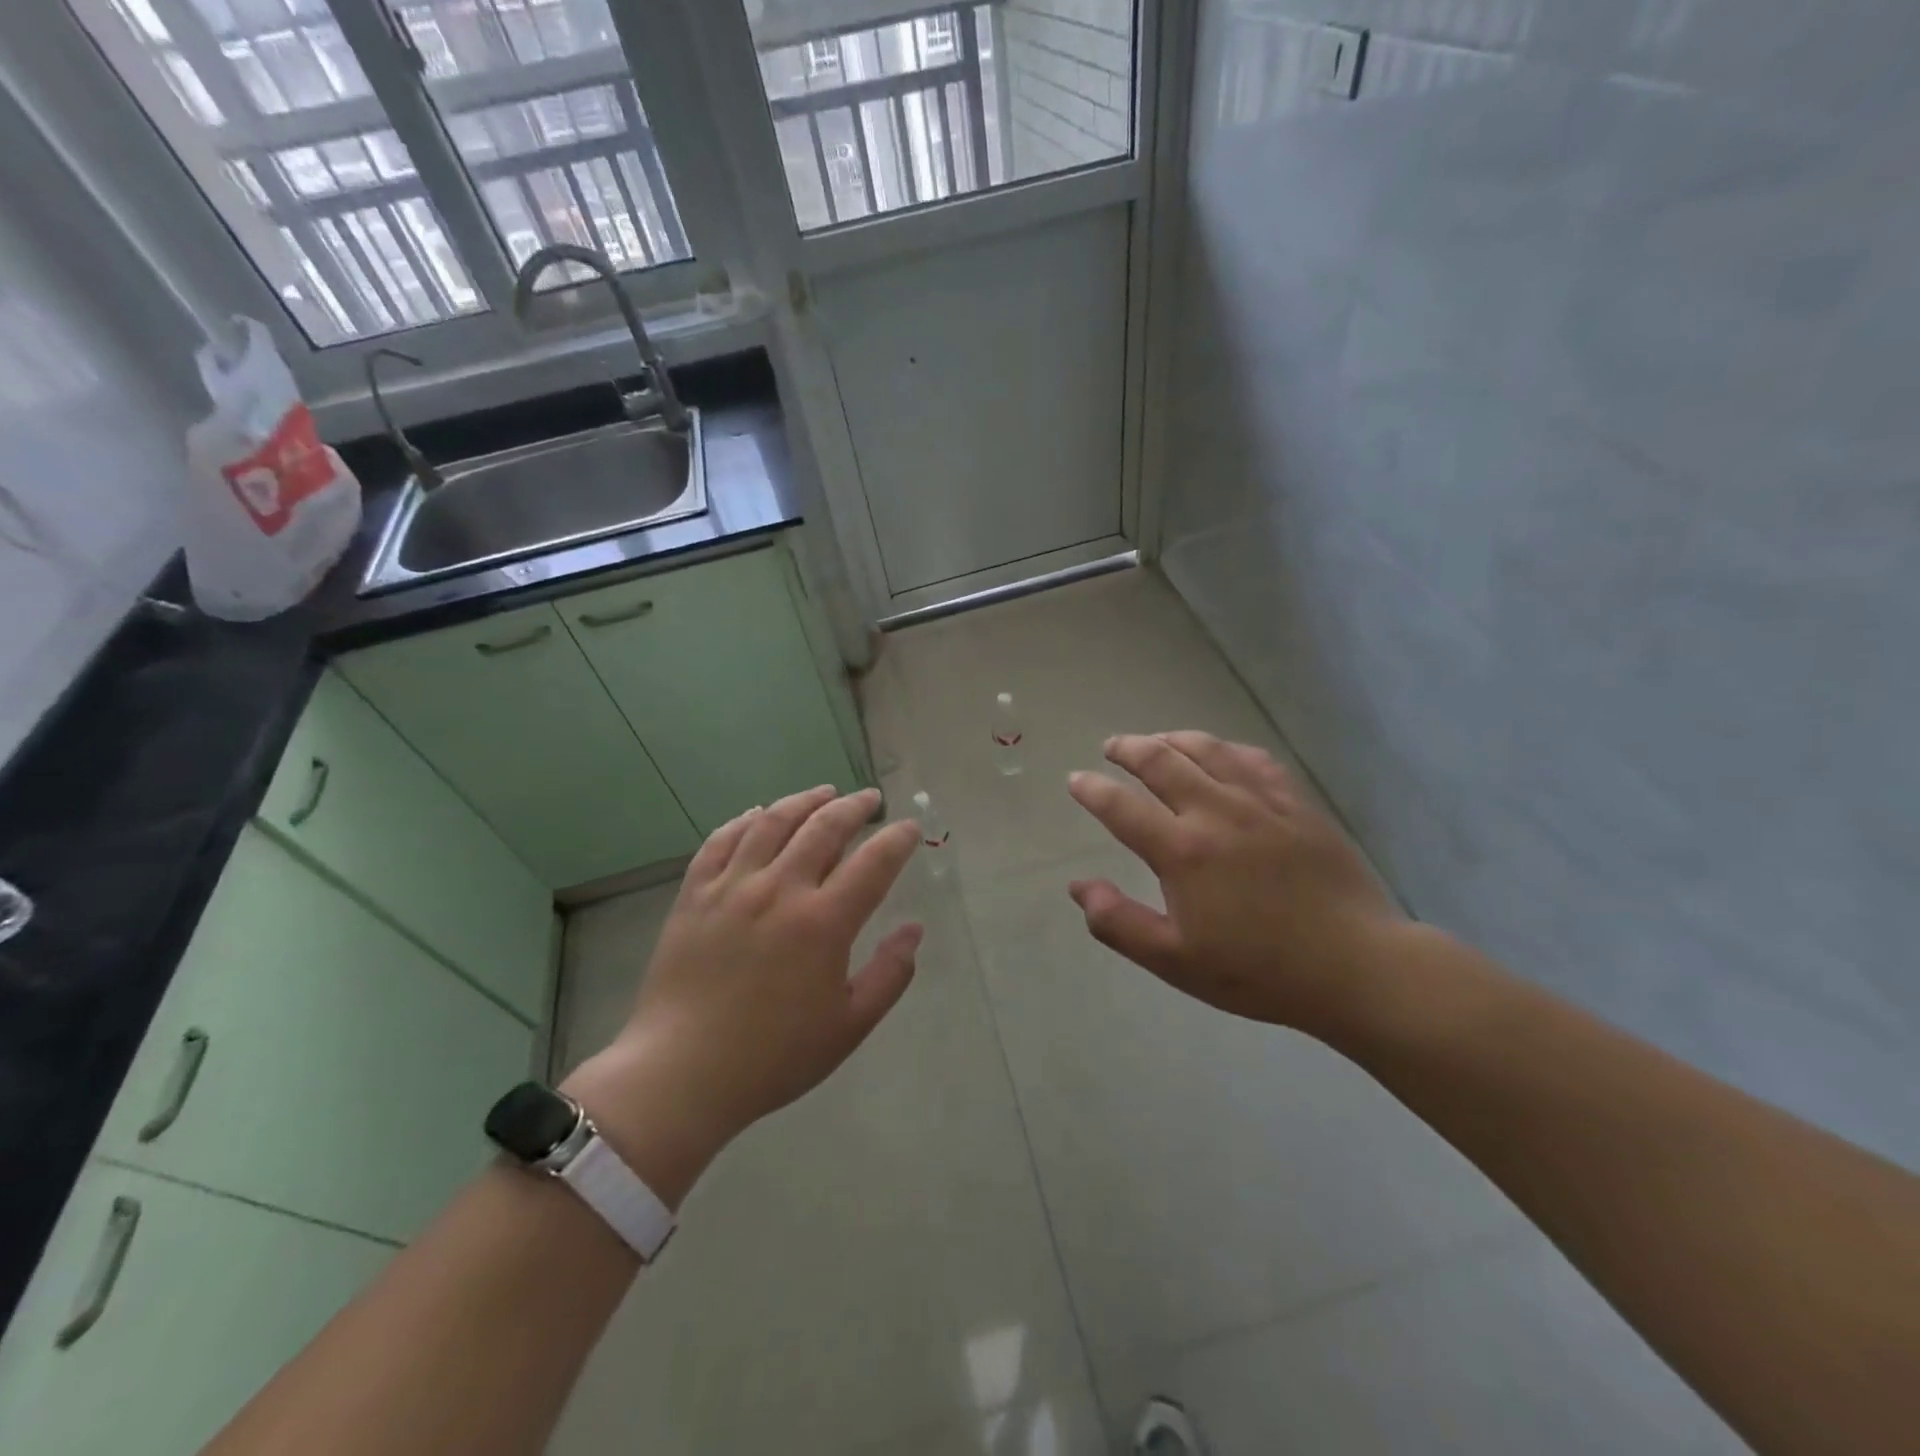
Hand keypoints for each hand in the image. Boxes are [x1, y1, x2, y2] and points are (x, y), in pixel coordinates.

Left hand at [564, 786, 920, 1204]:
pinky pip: (721, 841)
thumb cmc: (774, 1056)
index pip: (873, 862)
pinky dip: (745, 820)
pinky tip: (759, 813)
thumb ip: (890, 974)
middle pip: (824, 827)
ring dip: (804, 800)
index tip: (909, 828)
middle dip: (854, 806)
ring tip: (824, 792)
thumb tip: (915, 930)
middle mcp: (780, 890)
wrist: (681, 1074)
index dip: (897, 839)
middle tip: (870, 799)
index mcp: (823, 923)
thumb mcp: (848, 1026)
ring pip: (773, 822)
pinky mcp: (694, 894)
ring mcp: (732, 887)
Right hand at [1067, 733, 1404, 1037]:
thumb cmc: (1258, 971)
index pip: (1121, 806)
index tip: (1076, 780)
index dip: (1092, 790)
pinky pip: (1254, 759)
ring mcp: (1260, 803)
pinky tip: (1220, 753)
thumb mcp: (1175, 961)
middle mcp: (1216, 812)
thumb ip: (1119, 923)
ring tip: (1155, 740)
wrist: (1355, 968)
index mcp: (1182, 851)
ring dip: (1172, 739)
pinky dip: (1226, 748)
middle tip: (1111, 747)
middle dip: (1128, 749)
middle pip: (1161, 761)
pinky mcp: (1296, 804)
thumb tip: (1079, 886)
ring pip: (1207, 749)